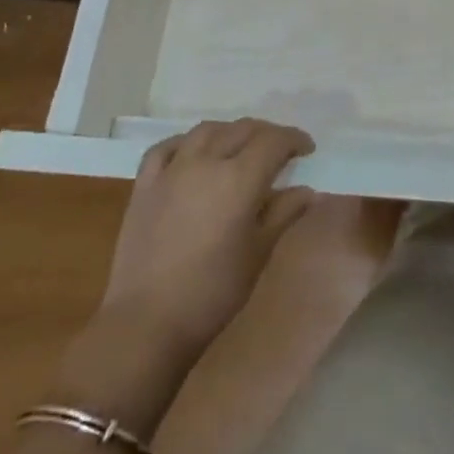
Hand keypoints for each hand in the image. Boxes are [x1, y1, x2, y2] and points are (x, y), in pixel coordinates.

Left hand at [99, 118, 315, 355]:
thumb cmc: (213, 292)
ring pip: (206, 131)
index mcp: (239, 178)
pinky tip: (193, 153)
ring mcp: (171, 171)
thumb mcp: (260, 252)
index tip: (307, 149)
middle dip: (267, 134)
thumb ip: (285, 213)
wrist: (146, 324)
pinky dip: (186, 142)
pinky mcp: (145, 186)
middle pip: (242, 129)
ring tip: (240, 146)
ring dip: (230, 132)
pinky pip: (166, 148)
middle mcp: (205, 162)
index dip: (294, 139)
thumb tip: (308, 191)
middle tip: (280, 150)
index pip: (274, 141)